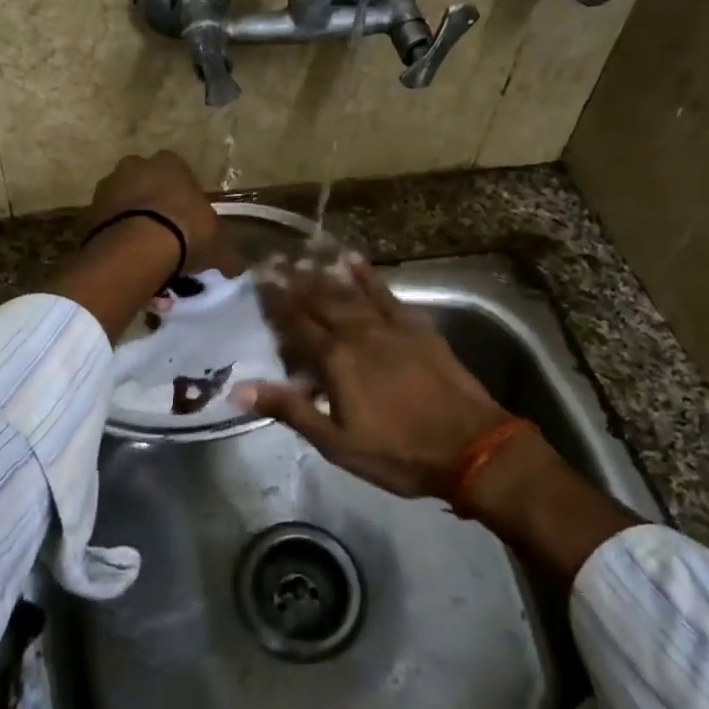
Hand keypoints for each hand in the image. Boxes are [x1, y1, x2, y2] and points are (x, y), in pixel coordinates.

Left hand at [80, 150, 231, 273]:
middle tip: (167, 239)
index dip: (185, 199)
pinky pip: (106, 226)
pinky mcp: (87, 213)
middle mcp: (134, 166)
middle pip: (147, 185)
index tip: (190, 224)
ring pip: (124, 205)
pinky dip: (115, 240)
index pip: (180, 174)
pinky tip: (127, 264)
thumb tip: (236, 267)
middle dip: (155, 207)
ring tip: (145, 258)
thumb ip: (227, 254)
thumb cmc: (185, 232)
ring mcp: (106, 187)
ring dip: (133, 224)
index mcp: (169, 162)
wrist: (136, 249)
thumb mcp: (218, 245)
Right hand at [232, 256, 509, 498]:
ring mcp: (390, 326)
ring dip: (324, 273)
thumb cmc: (398, 452)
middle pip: (320, 300)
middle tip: (274, 260)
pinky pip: (386, 293)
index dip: (275, 301)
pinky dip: (368, 275)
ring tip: (303, 257)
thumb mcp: (336, 442)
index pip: (296, 323)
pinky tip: (353, 259)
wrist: (471, 446)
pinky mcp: (416, 327)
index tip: (257, 279)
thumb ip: (289, 409)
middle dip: (294, 280)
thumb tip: (238, 389)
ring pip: (349, 292)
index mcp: (336, 360)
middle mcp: (358, 333)